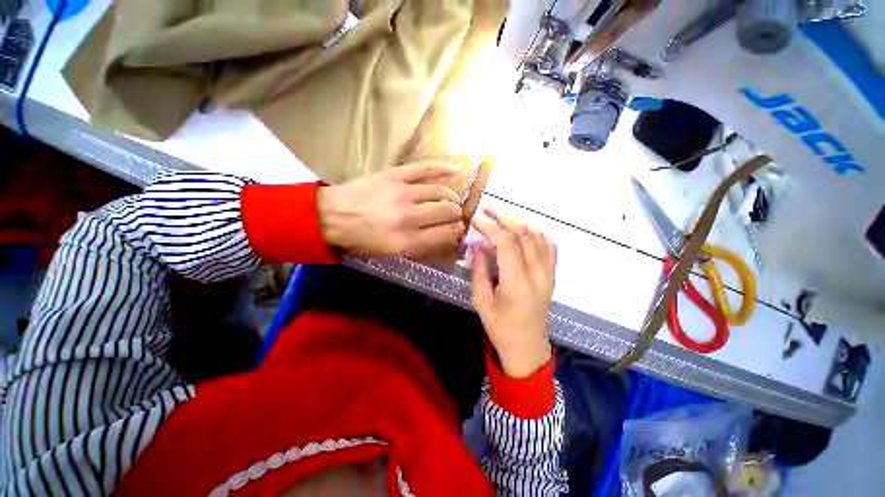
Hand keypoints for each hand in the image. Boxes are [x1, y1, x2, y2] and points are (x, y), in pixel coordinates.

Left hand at [317, 163, 465, 257]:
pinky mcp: (395, 175)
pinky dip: (442, 169)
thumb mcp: (390, 253)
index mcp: (406, 241)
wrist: (331, 216)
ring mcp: (402, 193)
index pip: (445, 234)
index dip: (456, 232)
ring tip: (451, 201)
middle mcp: (408, 217)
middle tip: (455, 216)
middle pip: (446, 212)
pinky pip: (424, 168)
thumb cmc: (361, 239)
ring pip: (440, 192)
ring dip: (451, 198)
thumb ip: (419, 246)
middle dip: (456, 215)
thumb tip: (444, 235)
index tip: (458, 230)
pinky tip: (455, 171)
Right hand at [471, 208, 556, 377]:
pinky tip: (523, 231)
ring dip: (519, 222)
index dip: (490, 227)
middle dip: (505, 217)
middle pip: (525, 233)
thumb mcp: (481, 302)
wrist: (528, 348)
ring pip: (538, 236)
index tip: (476, 220)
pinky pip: (549, 246)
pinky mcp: (552, 275)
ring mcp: (548, 273)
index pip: (506, 243)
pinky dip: (536, 233)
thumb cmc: (500, 328)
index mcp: (517, 283)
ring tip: (502, 218)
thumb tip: (476, 244)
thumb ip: (479, 270)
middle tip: (488, 209)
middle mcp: (537, 274)